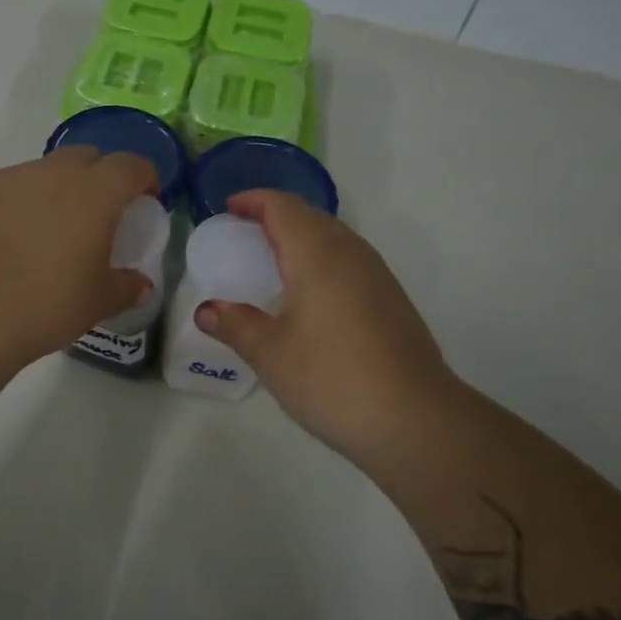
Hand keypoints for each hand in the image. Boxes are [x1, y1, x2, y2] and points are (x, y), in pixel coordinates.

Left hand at [0, 147, 159, 370]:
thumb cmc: (43, 308)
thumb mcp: (96, 304)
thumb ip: (125, 287)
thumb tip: (142, 285)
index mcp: (93, 194)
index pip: (130, 166)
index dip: (144, 178)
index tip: (145, 200)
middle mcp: (50, 173)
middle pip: (84, 158)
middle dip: (97, 178)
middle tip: (95, 216)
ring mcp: (4, 178)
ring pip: (38, 173)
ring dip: (49, 193)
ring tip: (41, 235)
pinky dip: (8, 207)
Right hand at [194, 190, 452, 469]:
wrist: (415, 419)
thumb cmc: (331, 378)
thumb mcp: (270, 353)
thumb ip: (235, 324)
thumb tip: (206, 310)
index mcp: (316, 254)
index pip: (282, 206)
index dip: (253, 200)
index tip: (228, 210)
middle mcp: (350, 253)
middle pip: (310, 215)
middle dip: (275, 216)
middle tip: (243, 235)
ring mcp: (377, 275)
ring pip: (334, 237)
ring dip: (301, 237)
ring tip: (273, 262)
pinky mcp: (391, 299)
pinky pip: (349, 261)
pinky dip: (321, 261)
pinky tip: (310, 296)